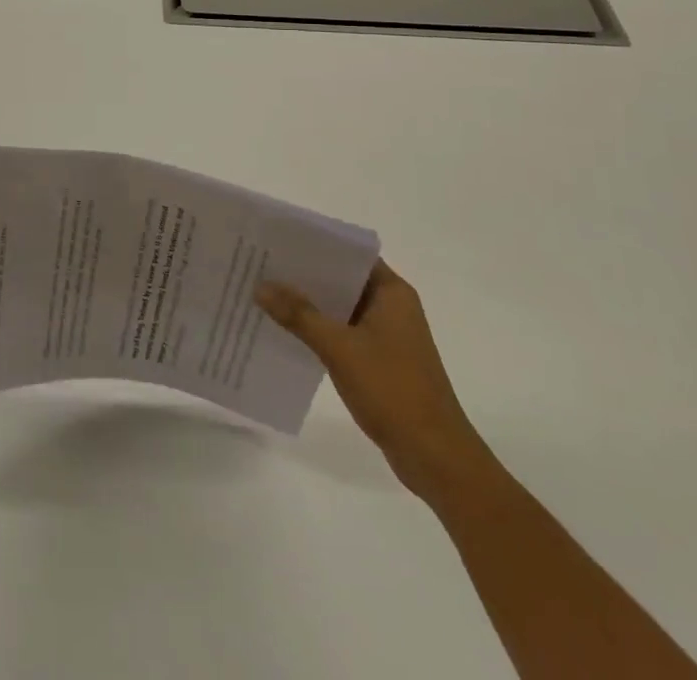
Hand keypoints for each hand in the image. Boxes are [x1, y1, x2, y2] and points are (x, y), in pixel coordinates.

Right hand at [257, 262, 491, 501]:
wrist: (436, 458)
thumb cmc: (393, 390)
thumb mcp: (340, 348)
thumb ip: (299, 315)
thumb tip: (260, 286)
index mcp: (392, 292)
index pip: (349, 253)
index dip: (315, 244)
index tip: (279, 239)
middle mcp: (392, 306)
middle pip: (342, 279)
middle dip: (305, 275)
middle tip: (262, 264)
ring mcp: (387, 335)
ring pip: (340, 308)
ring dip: (310, 305)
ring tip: (266, 294)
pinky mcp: (380, 361)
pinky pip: (343, 333)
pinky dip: (319, 330)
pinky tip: (287, 332)